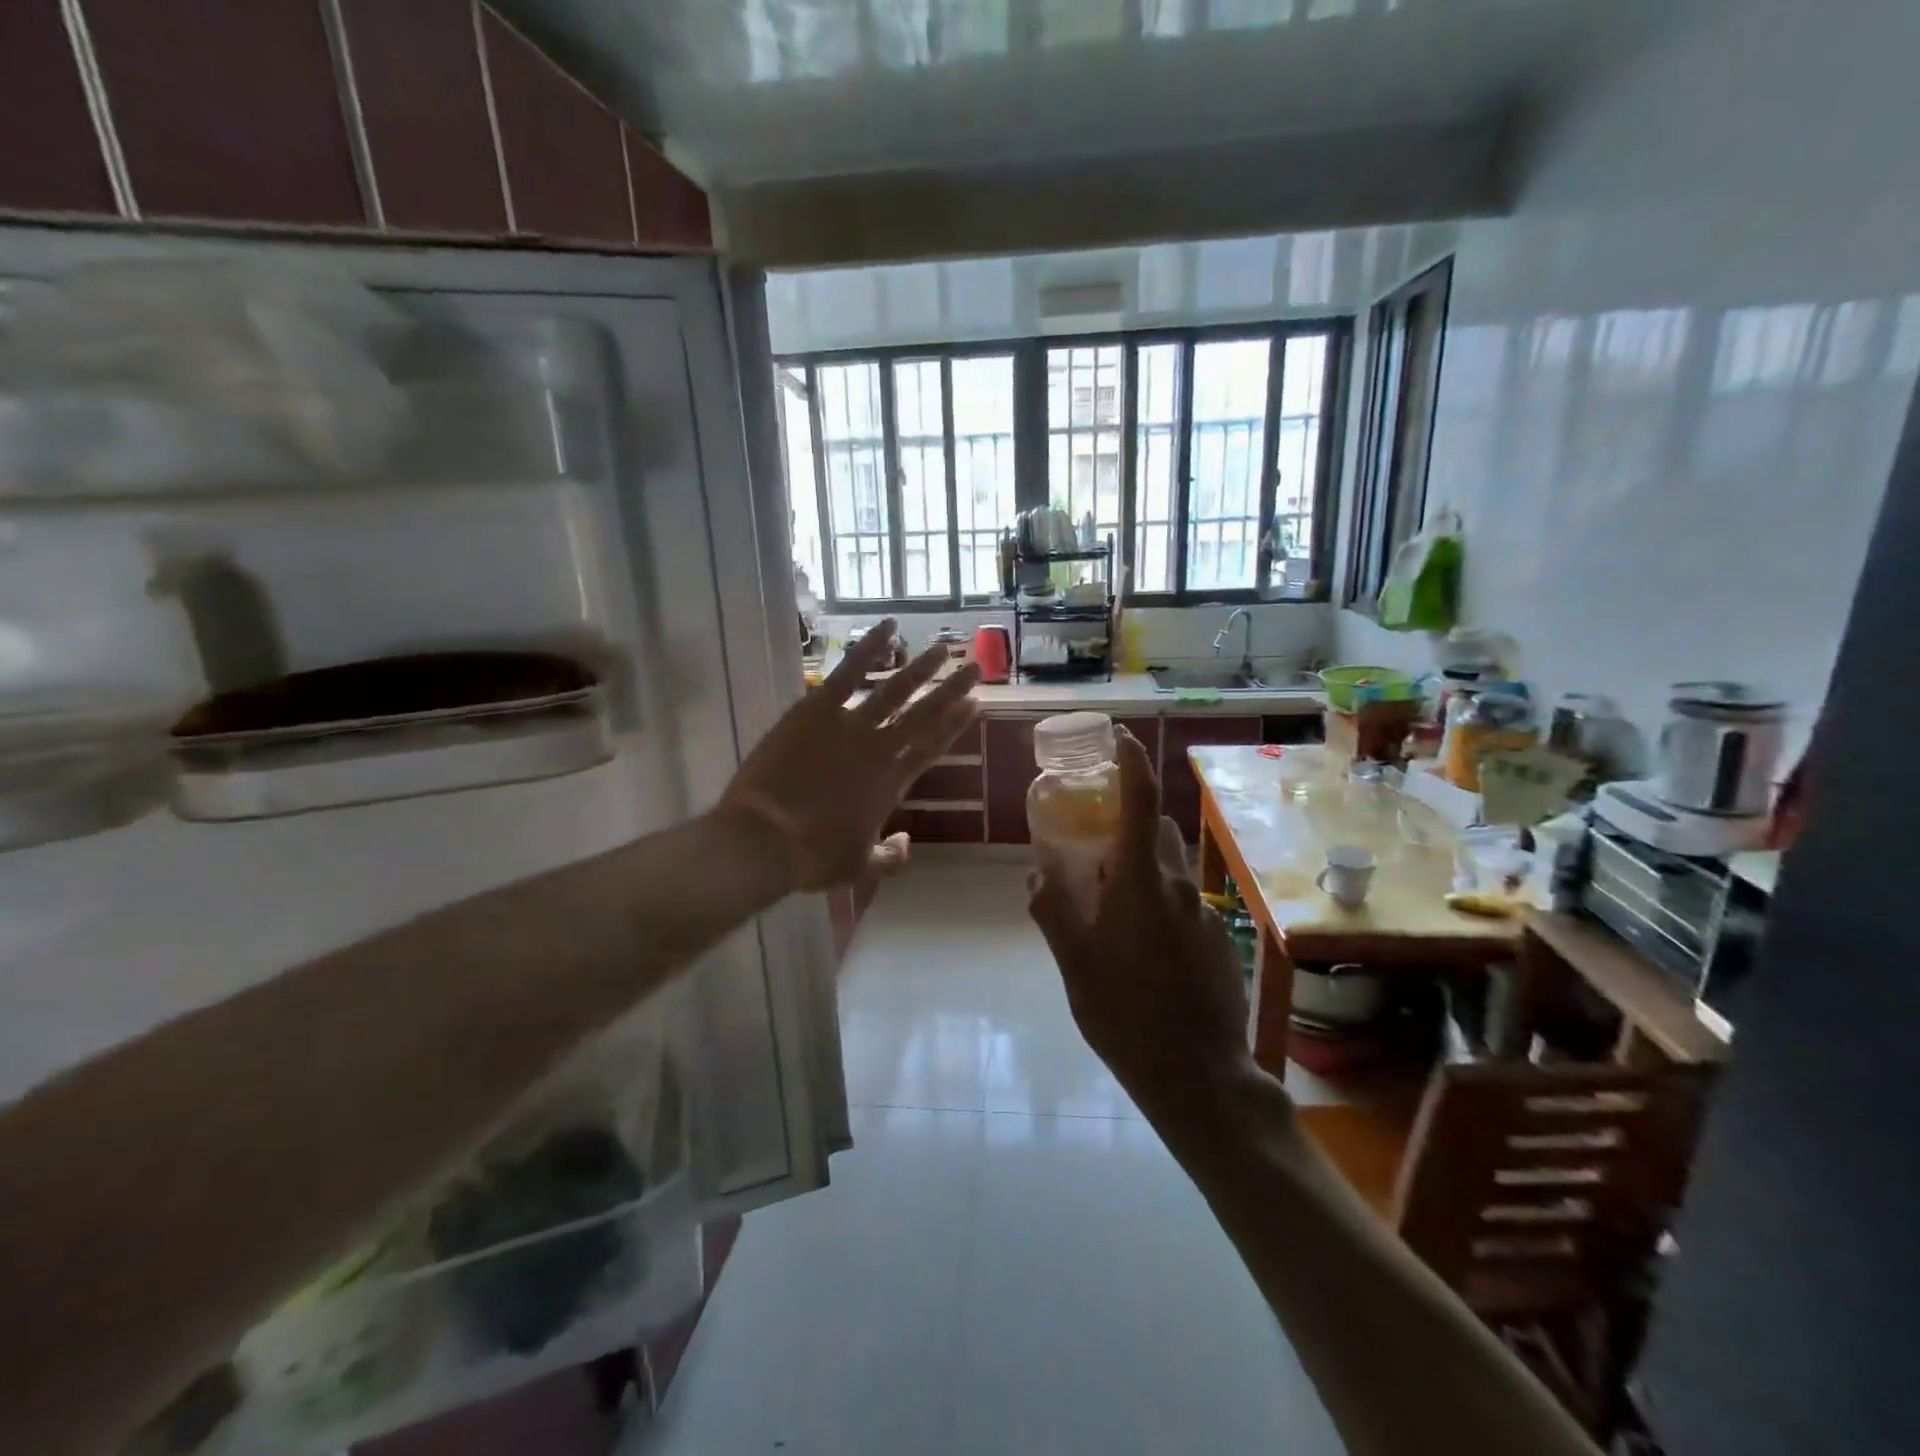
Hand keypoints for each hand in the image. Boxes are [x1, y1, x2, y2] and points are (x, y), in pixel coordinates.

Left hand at [719, 621, 980, 891]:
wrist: (765, 840)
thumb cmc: (811, 858)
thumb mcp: (858, 868)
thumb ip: (890, 857)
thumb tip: (907, 842)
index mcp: (891, 785)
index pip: (931, 747)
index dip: (955, 725)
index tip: (975, 704)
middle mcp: (880, 749)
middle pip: (924, 714)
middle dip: (952, 690)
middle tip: (975, 667)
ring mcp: (849, 725)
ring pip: (895, 690)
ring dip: (921, 668)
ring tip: (943, 648)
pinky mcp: (817, 709)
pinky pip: (849, 672)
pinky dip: (870, 648)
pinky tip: (888, 628)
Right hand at [1028, 728, 1255, 1116]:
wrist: (1197, 1074)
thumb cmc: (1124, 1011)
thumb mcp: (1073, 961)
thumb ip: (1053, 910)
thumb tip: (1037, 874)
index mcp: (1140, 879)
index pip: (1141, 799)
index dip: (1132, 761)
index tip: (1120, 737)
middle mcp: (1177, 885)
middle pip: (1155, 831)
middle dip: (1128, 824)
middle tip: (1094, 843)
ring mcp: (1202, 913)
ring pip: (1168, 869)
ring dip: (1141, 867)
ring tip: (1110, 903)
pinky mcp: (1218, 940)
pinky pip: (1181, 904)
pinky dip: (1158, 904)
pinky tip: (1141, 949)